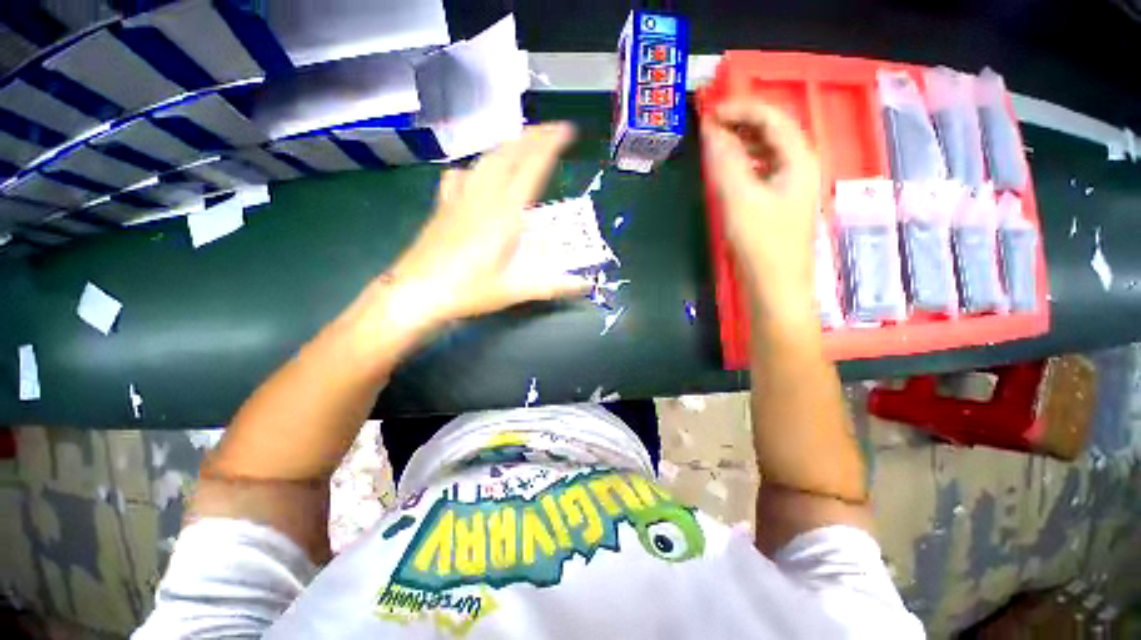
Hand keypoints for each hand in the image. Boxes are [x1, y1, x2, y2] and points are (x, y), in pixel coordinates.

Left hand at [381, 123, 590, 332]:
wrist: (416, 293)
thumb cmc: (468, 291)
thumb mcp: (516, 291)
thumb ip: (553, 286)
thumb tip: (585, 287)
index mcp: (505, 213)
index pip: (531, 168)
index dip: (550, 145)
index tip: (567, 129)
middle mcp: (483, 197)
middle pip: (508, 154)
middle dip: (532, 136)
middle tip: (551, 130)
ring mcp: (460, 198)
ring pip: (485, 159)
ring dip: (507, 146)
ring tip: (522, 144)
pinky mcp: (444, 205)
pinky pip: (461, 175)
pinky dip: (476, 167)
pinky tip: (478, 174)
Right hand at [701, 102, 820, 318]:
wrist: (775, 287)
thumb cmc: (761, 243)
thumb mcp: (738, 199)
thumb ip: (724, 161)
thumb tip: (710, 129)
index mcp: (799, 159)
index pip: (771, 116)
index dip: (740, 108)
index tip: (707, 112)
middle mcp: (800, 166)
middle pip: (772, 131)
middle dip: (740, 122)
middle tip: (707, 126)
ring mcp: (791, 186)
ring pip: (766, 151)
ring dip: (740, 142)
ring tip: (713, 143)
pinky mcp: (779, 203)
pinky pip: (761, 170)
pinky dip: (743, 164)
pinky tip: (727, 170)